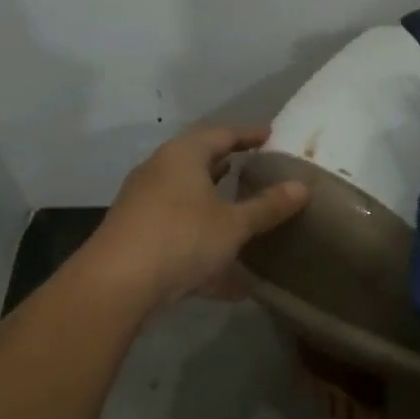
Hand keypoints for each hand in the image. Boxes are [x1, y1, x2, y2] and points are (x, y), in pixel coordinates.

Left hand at [84, 127, 310, 310]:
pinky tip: (228, 279)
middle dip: (226, 166)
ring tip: (239, 210)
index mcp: (183, 156)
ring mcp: (143, 203)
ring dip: (212, 204)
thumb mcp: (234, 224)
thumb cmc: (182, 238)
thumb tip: (302, 187)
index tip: (269, 136)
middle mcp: (158, 171)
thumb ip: (268, 206)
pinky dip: (201, 242)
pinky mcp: (135, 235)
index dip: (248, 134)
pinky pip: (177, 232)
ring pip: (185, 198)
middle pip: (198, 162)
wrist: (117, 284)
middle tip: (254, 169)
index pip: (221, 134)